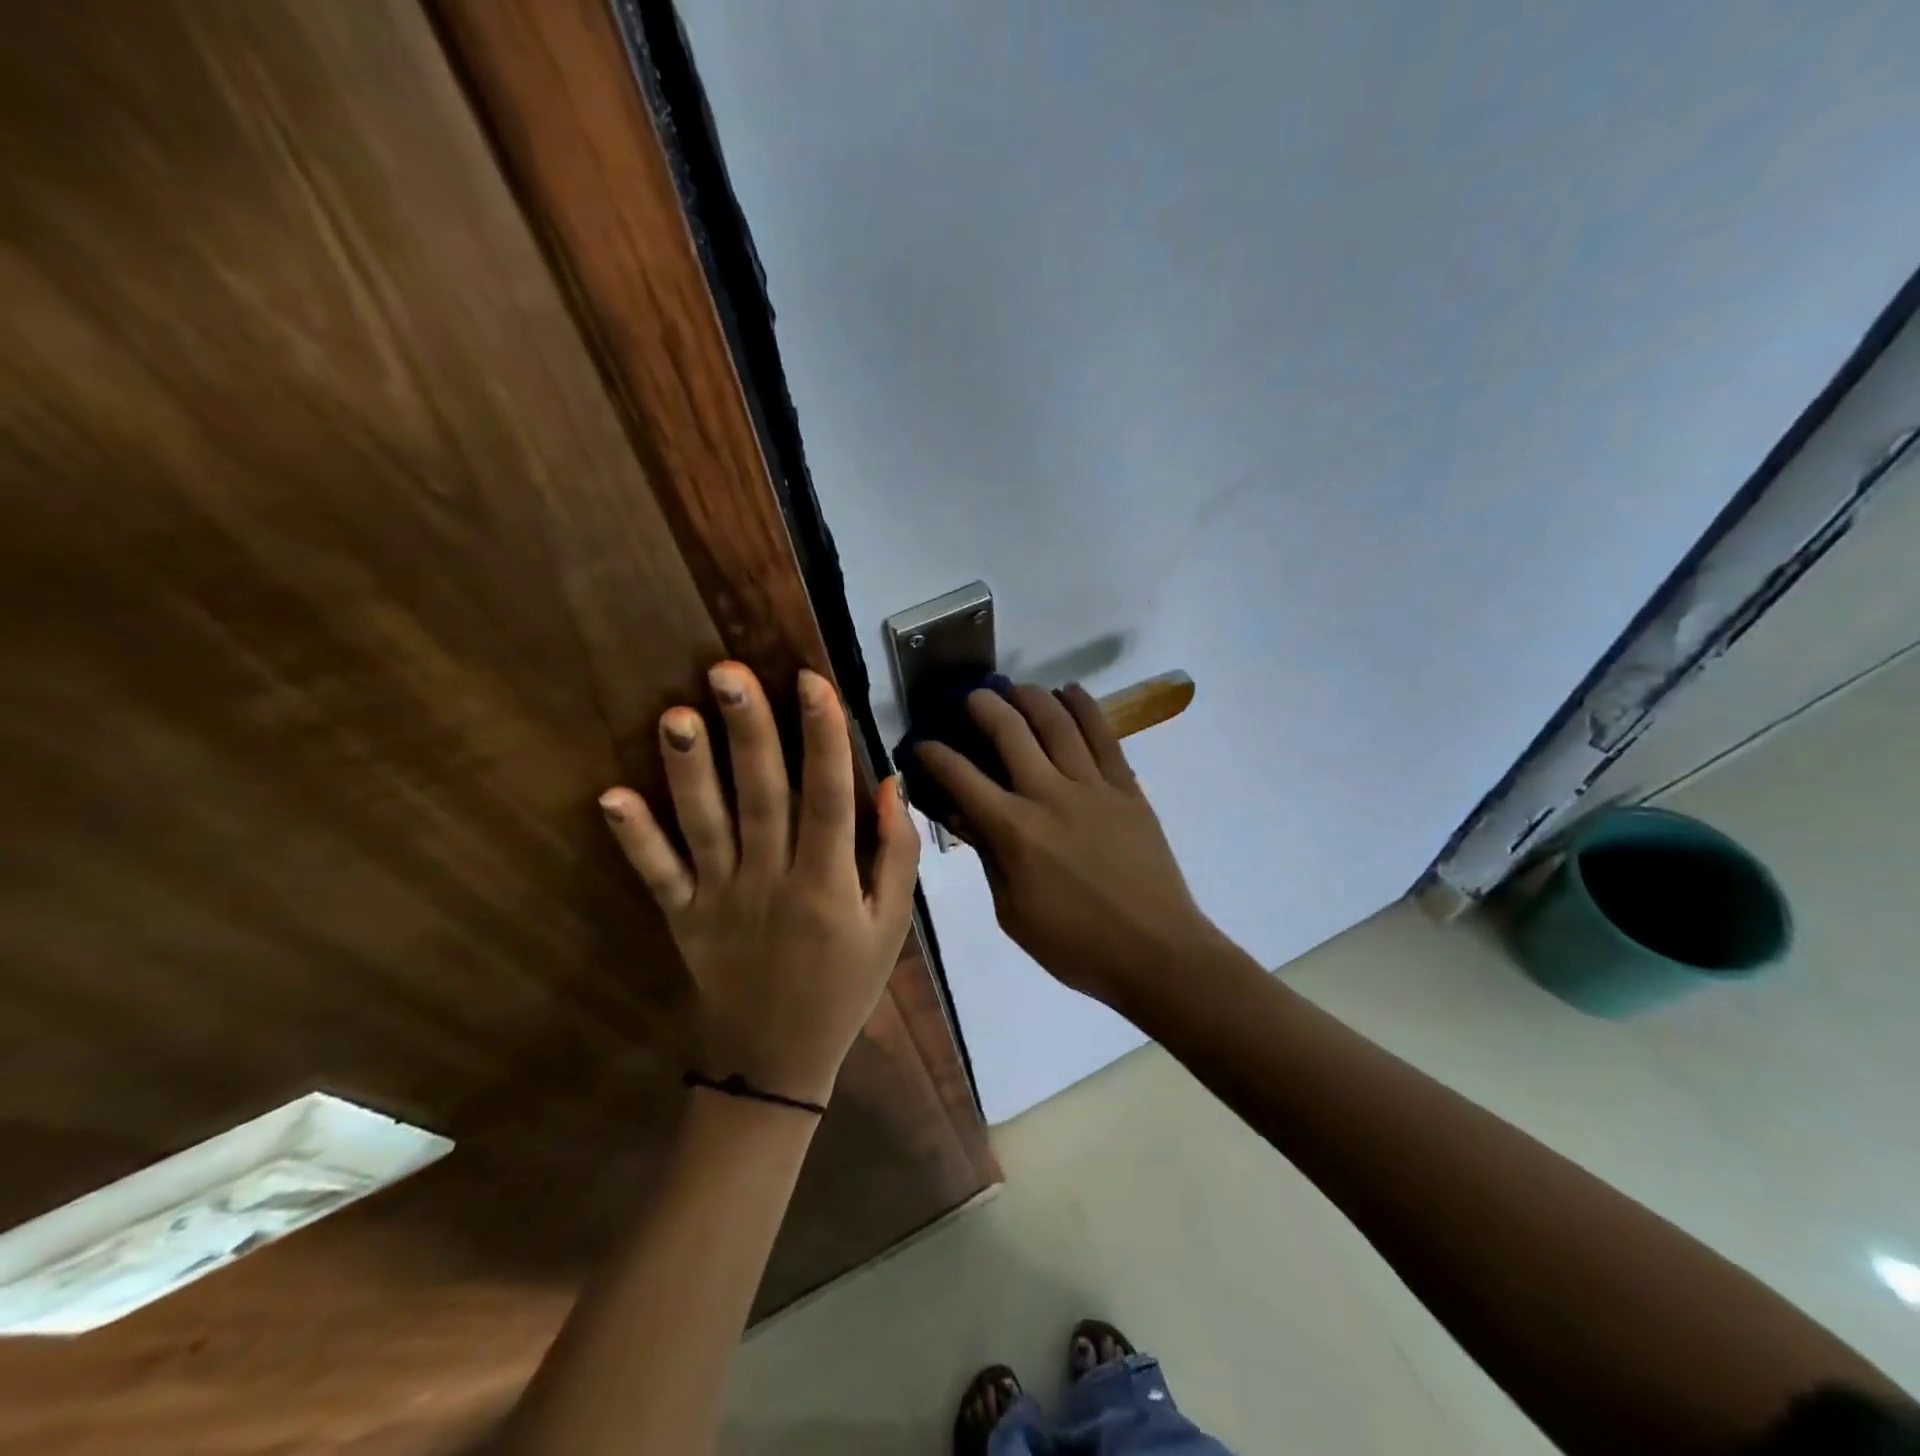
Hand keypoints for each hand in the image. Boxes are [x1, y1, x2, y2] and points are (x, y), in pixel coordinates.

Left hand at [598, 662, 920, 1106]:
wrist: (777, 1061)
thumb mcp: (892, 927)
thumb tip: (889, 784)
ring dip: (689, 770)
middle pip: (762, 797)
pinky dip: (634, 838)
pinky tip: (610, 797)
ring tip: (676, 714)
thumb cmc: (844, 986)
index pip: (828, 797)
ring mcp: (721, 899)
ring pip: (705, 826)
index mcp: (828, 884)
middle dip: (749, 731)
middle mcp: (772, 882)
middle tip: (728, 671)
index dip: (823, 736)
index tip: (812, 680)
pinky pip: (657, 875)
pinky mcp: (683, 917)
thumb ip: (896, 855)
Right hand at [914, 683, 1219, 1005]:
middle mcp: (1049, 795)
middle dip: (982, 706)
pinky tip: (1069, 690)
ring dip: (1030, 697)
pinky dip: (1084, 707)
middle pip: (1009, 732)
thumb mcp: (1013, 912)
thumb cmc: (1075, 945)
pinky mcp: (1127, 788)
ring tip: (1014, 688)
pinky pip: (1104, 735)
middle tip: (969, 697)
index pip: (962, 778)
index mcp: (1015, 831)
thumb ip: (989, 856)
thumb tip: (965, 816)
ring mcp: (1093, 786)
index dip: (934, 755)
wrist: (1156, 952)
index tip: (920, 744)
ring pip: (1057, 722)